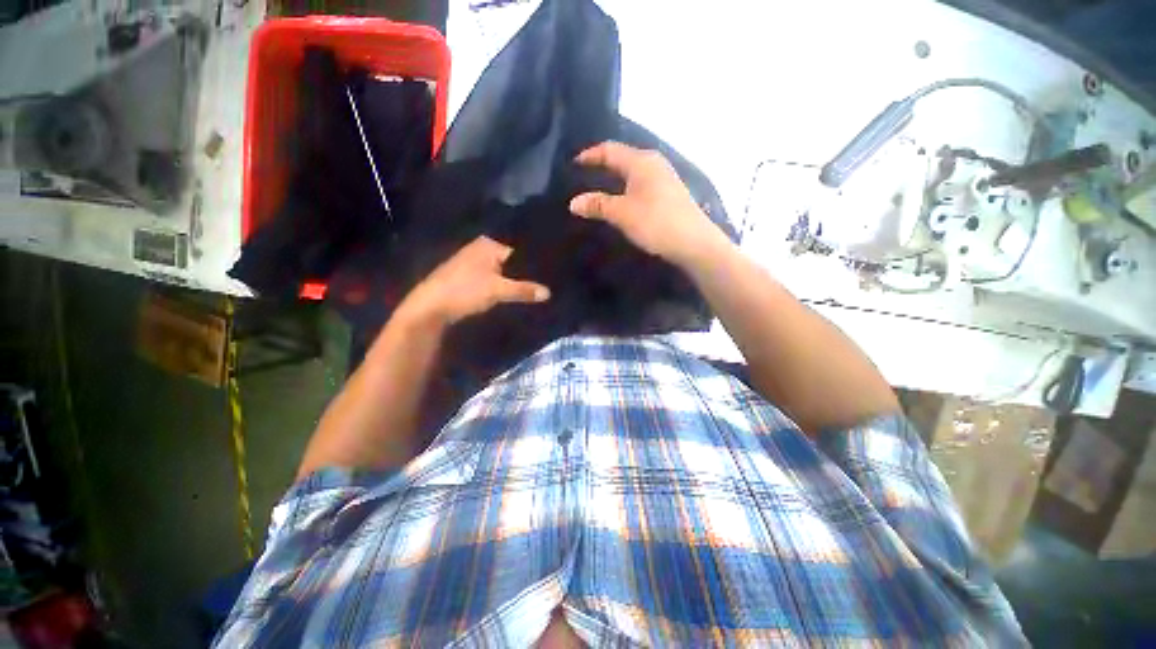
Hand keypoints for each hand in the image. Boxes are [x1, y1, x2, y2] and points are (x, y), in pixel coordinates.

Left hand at [398, 236, 549, 326]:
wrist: (430, 307)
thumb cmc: (464, 290)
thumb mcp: (498, 290)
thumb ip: (524, 290)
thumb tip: (548, 293)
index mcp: (489, 244)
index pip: (519, 249)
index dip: (534, 262)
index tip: (551, 272)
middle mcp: (481, 248)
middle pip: (511, 260)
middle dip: (525, 272)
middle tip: (546, 282)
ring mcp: (474, 262)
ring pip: (503, 270)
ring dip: (515, 280)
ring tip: (535, 288)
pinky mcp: (470, 276)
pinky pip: (494, 278)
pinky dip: (504, 285)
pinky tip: (515, 293)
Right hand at [569, 141, 728, 266]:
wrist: (694, 243)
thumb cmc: (656, 222)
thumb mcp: (622, 213)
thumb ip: (598, 205)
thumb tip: (574, 202)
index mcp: (641, 161)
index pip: (610, 150)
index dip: (590, 155)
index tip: (573, 164)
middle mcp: (654, 163)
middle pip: (622, 157)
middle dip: (602, 164)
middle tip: (584, 175)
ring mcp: (664, 178)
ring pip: (633, 171)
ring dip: (616, 177)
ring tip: (599, 187)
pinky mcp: (669, 193)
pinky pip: (641, 183)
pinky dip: (627, 187)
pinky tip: (623, 200)